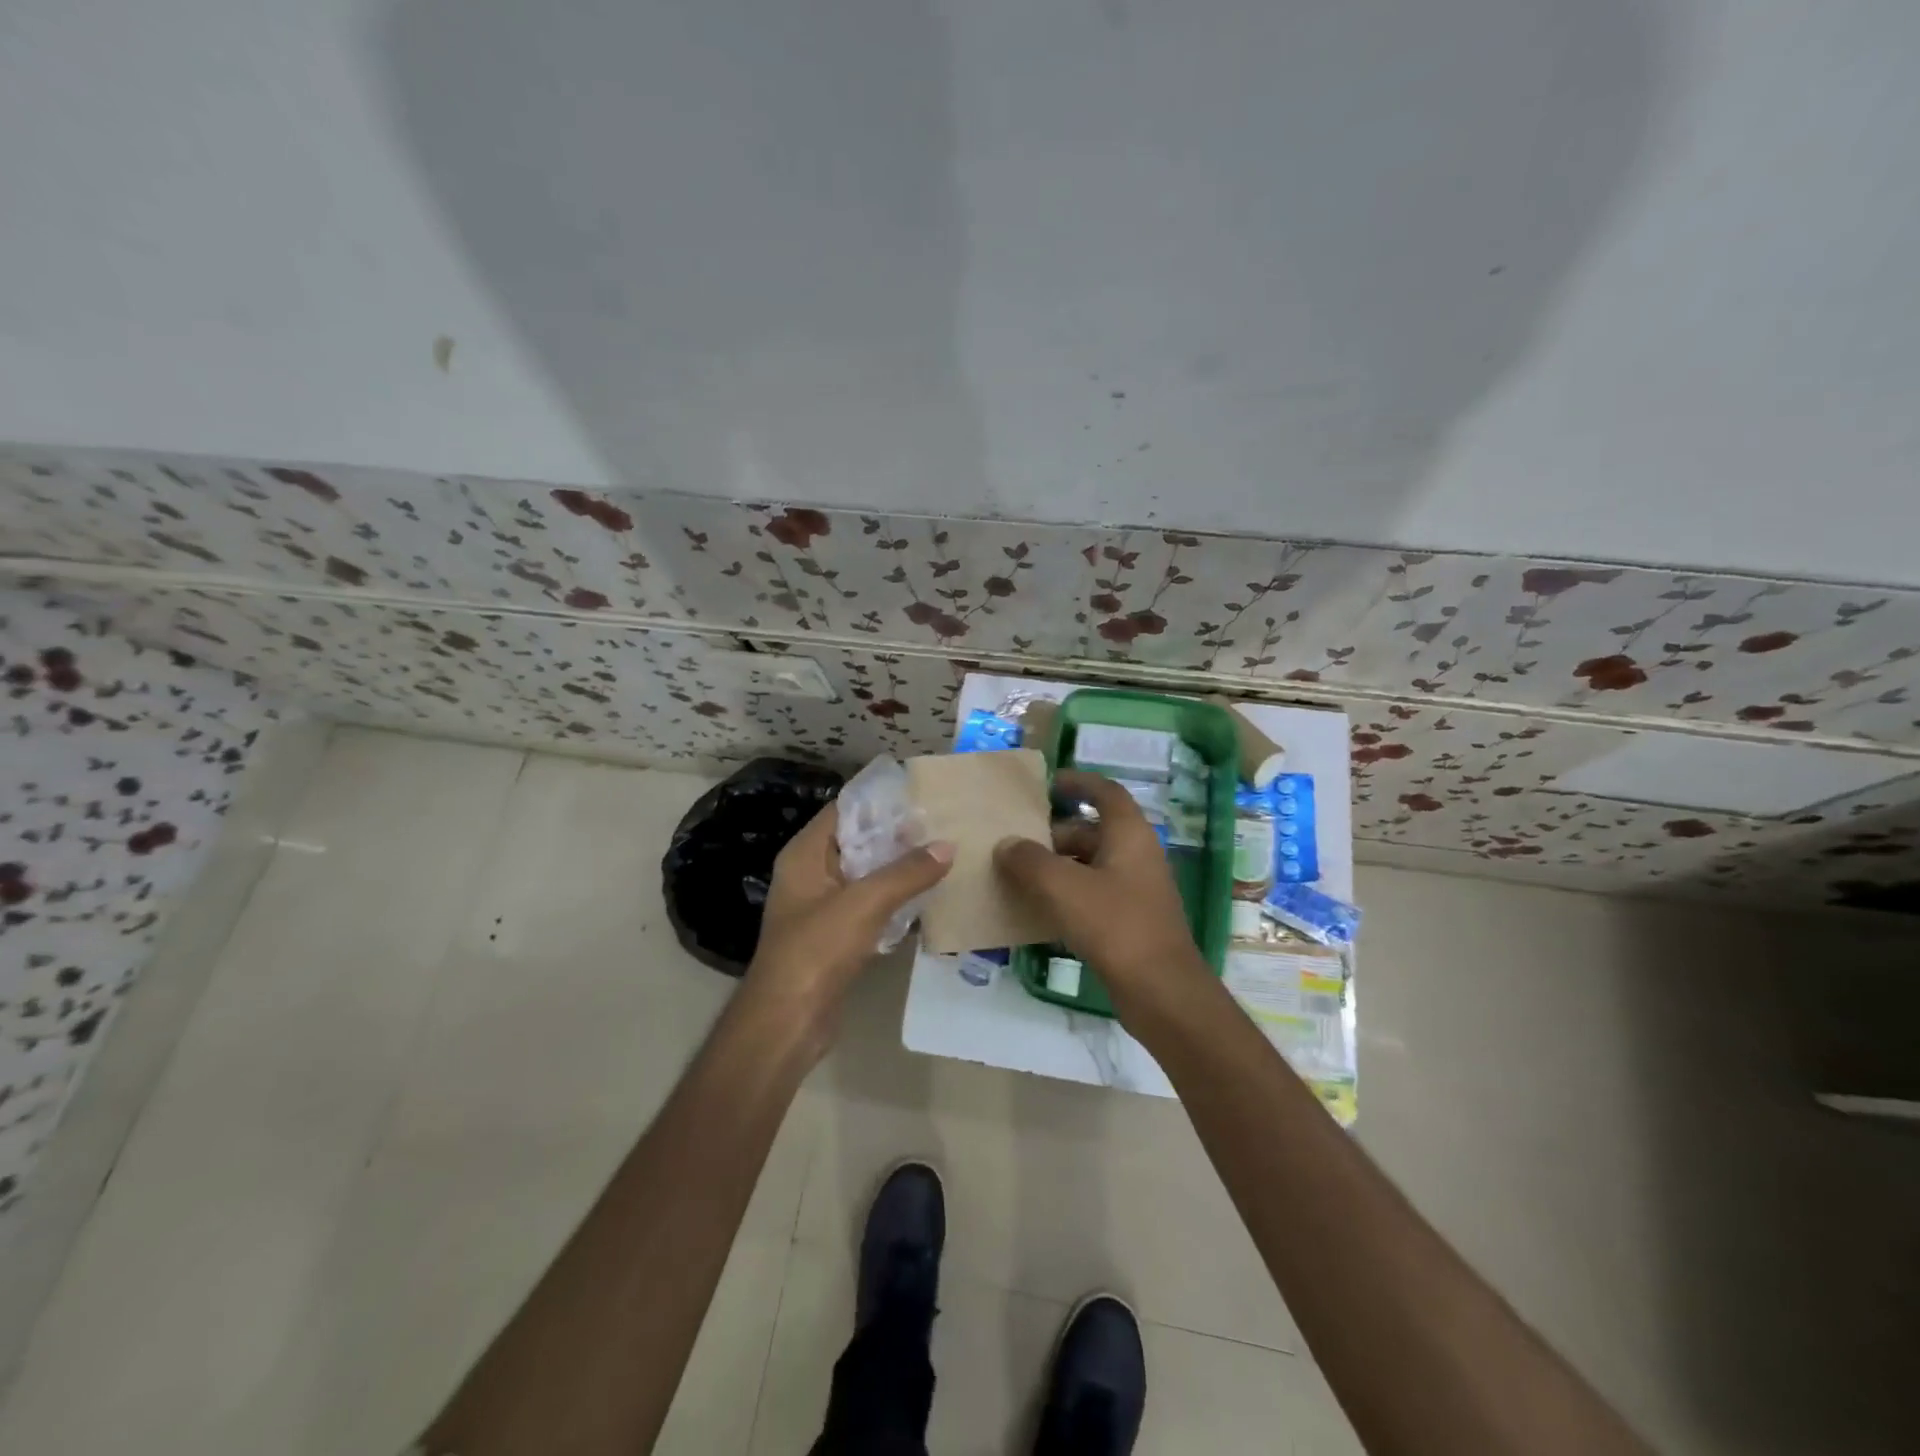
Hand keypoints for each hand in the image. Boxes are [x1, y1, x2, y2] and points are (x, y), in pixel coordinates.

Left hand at [746, 802, 952, 1051]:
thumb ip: (907, 872)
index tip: (919, 794)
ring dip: (897, 868)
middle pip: (856, 841)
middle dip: (895, 834)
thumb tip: (947, 846)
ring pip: (865, 875)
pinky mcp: (835, 937)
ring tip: (941, 855)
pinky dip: (893, 899)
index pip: (843, 810)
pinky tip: (926, 897)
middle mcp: (810, 874)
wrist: (788, 1021)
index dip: (878, 801)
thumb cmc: (817, 950)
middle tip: (939, 824)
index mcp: (805, 855)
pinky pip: (868, 906)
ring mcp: (822, 907)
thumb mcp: (865, 903)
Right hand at [993, 770, 1210, 1018]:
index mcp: (1130, 834)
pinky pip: (1093, 895)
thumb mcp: (1063, 887)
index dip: (1078, 782)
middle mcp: (1137, 855)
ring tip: (1018, 876)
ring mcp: (1136, 890)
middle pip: (1093, 831)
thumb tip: (1006, 845)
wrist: (1160, 991)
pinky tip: (1038, 911)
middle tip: (1017, 842)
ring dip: (1057, 867)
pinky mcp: (1130, 921)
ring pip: (1090, 865)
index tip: (1047, 784)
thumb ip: (1029, 860)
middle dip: (1054, 834)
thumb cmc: (1114, 925)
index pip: (1105, 792)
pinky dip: (1067, 895)